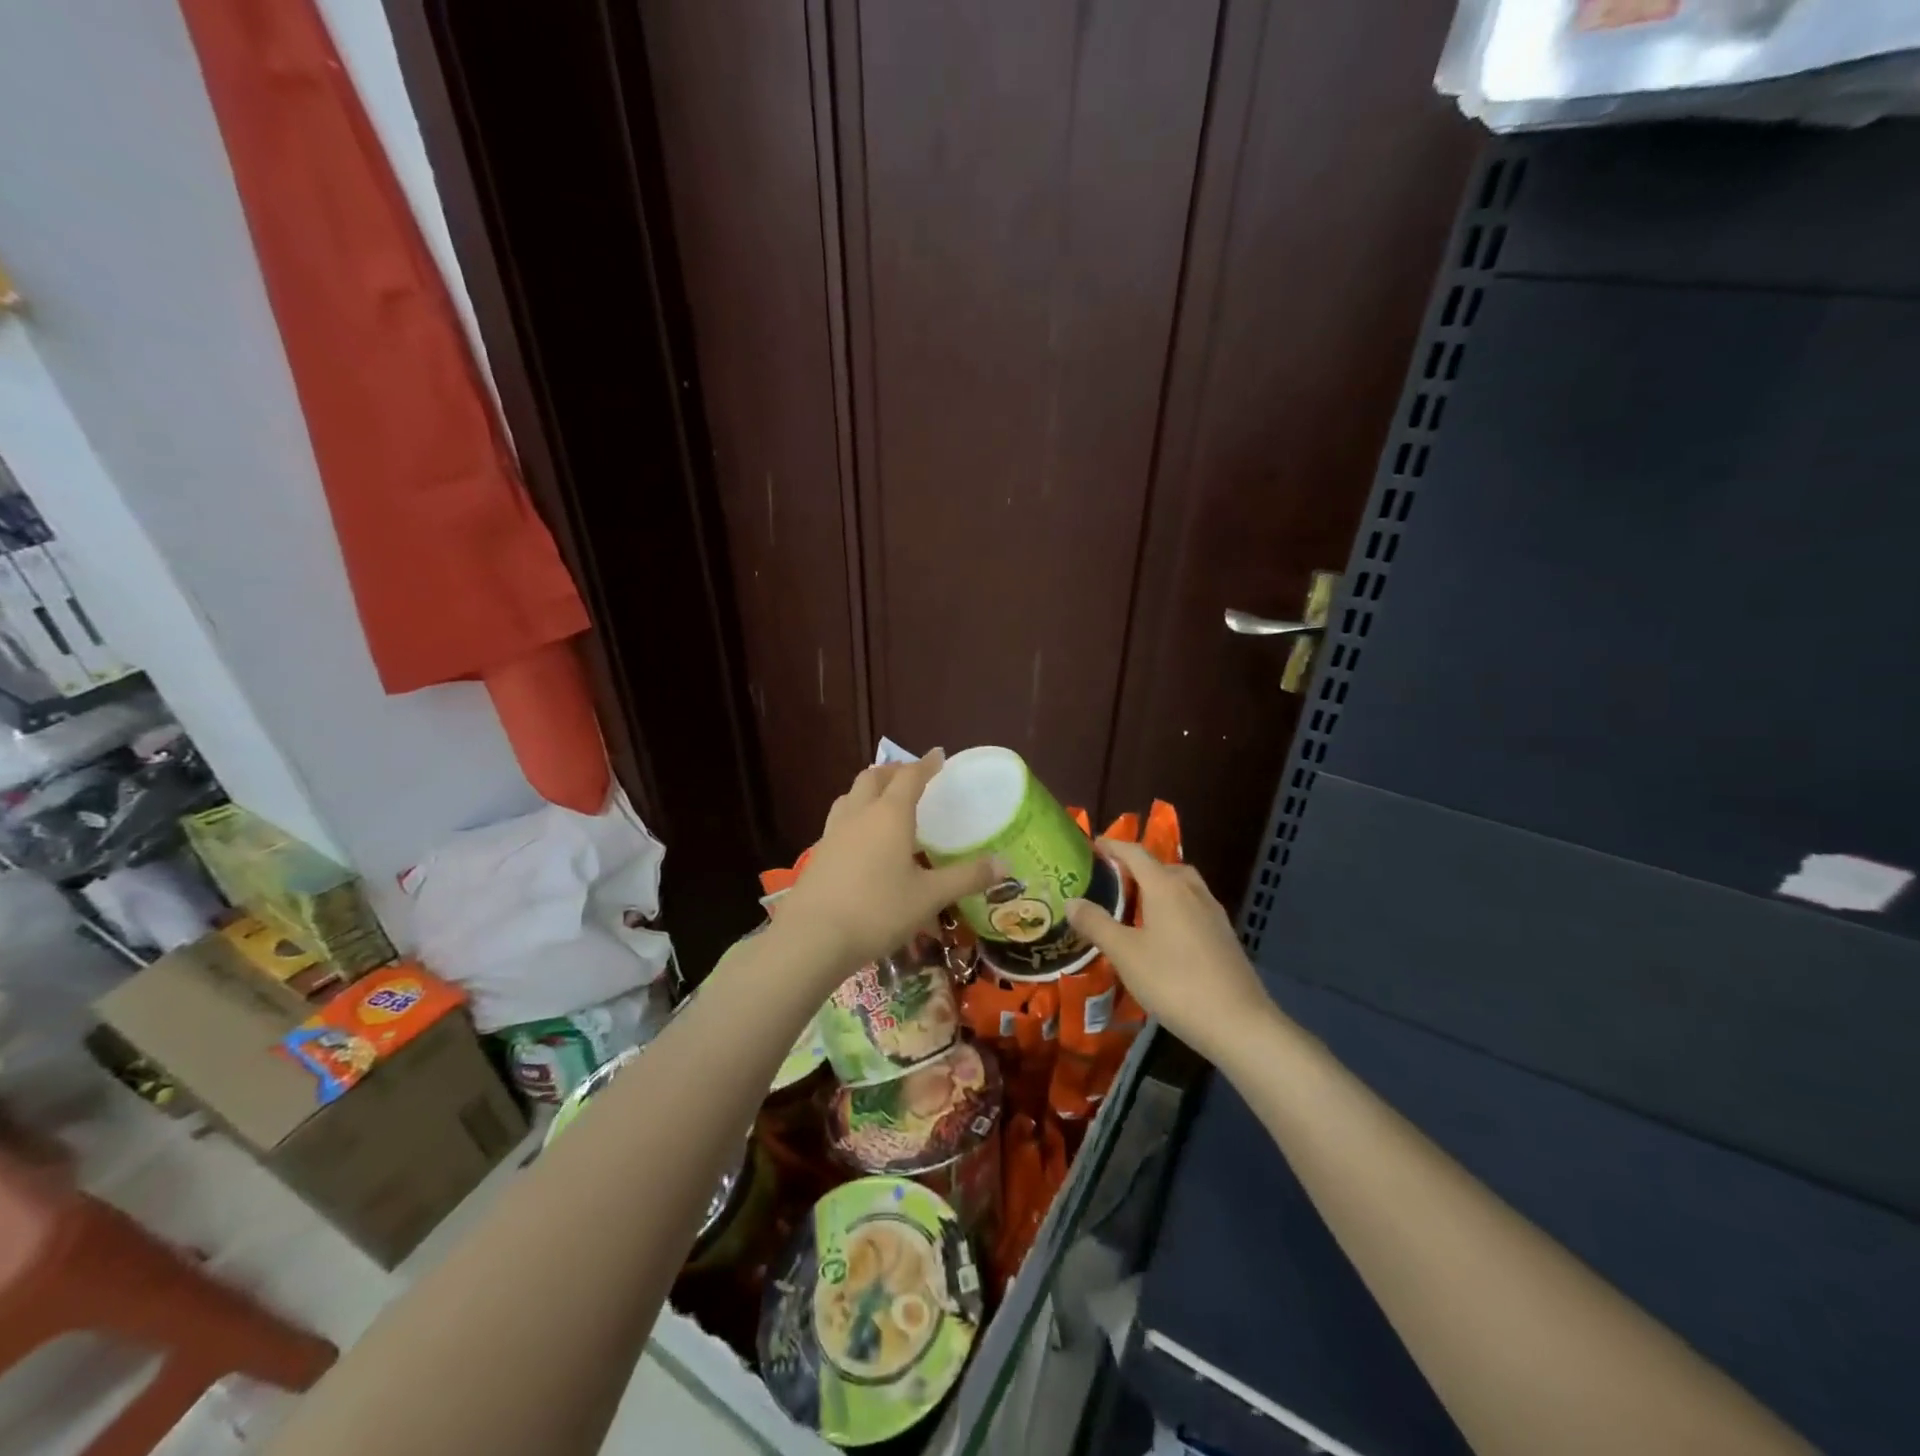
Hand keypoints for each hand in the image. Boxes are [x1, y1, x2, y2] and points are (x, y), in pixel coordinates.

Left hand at [777, 752, 1000, 978]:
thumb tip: (1004, 864)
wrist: (813, 938)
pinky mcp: (818, 854)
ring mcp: (833, 833)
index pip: (909, 777)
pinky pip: (838, 820)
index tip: (938, 755)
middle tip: (910, 776)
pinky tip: (860, 838)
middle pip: (873, 778)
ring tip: (882, 799)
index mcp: (889, 815)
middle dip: (893, 771)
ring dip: (868, 789)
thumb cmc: (878, 910)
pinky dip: (854, 815)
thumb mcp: (929, 896)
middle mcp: (859, 815)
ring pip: (849, 796)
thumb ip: (966, 878)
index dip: (926, 764)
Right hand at [1066, 838, 1276, 1062]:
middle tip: (1112, 883)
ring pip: (1181, 887)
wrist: (1237, 1022)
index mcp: (1166, 887)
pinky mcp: (1224, 936)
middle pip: (1162, 867)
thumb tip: (1071, 901)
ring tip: (1135, 908)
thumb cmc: (1174, 982)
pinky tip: (1163, 936)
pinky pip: (1193, 907)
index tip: (1093, 846)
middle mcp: (1192, 891)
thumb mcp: (1125, 954)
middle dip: (1137, 868)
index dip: (1113, 846)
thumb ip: (1096, 924)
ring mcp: (1213, 913)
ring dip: (1158, 888)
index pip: (1136, 854)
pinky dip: (1174, 908)